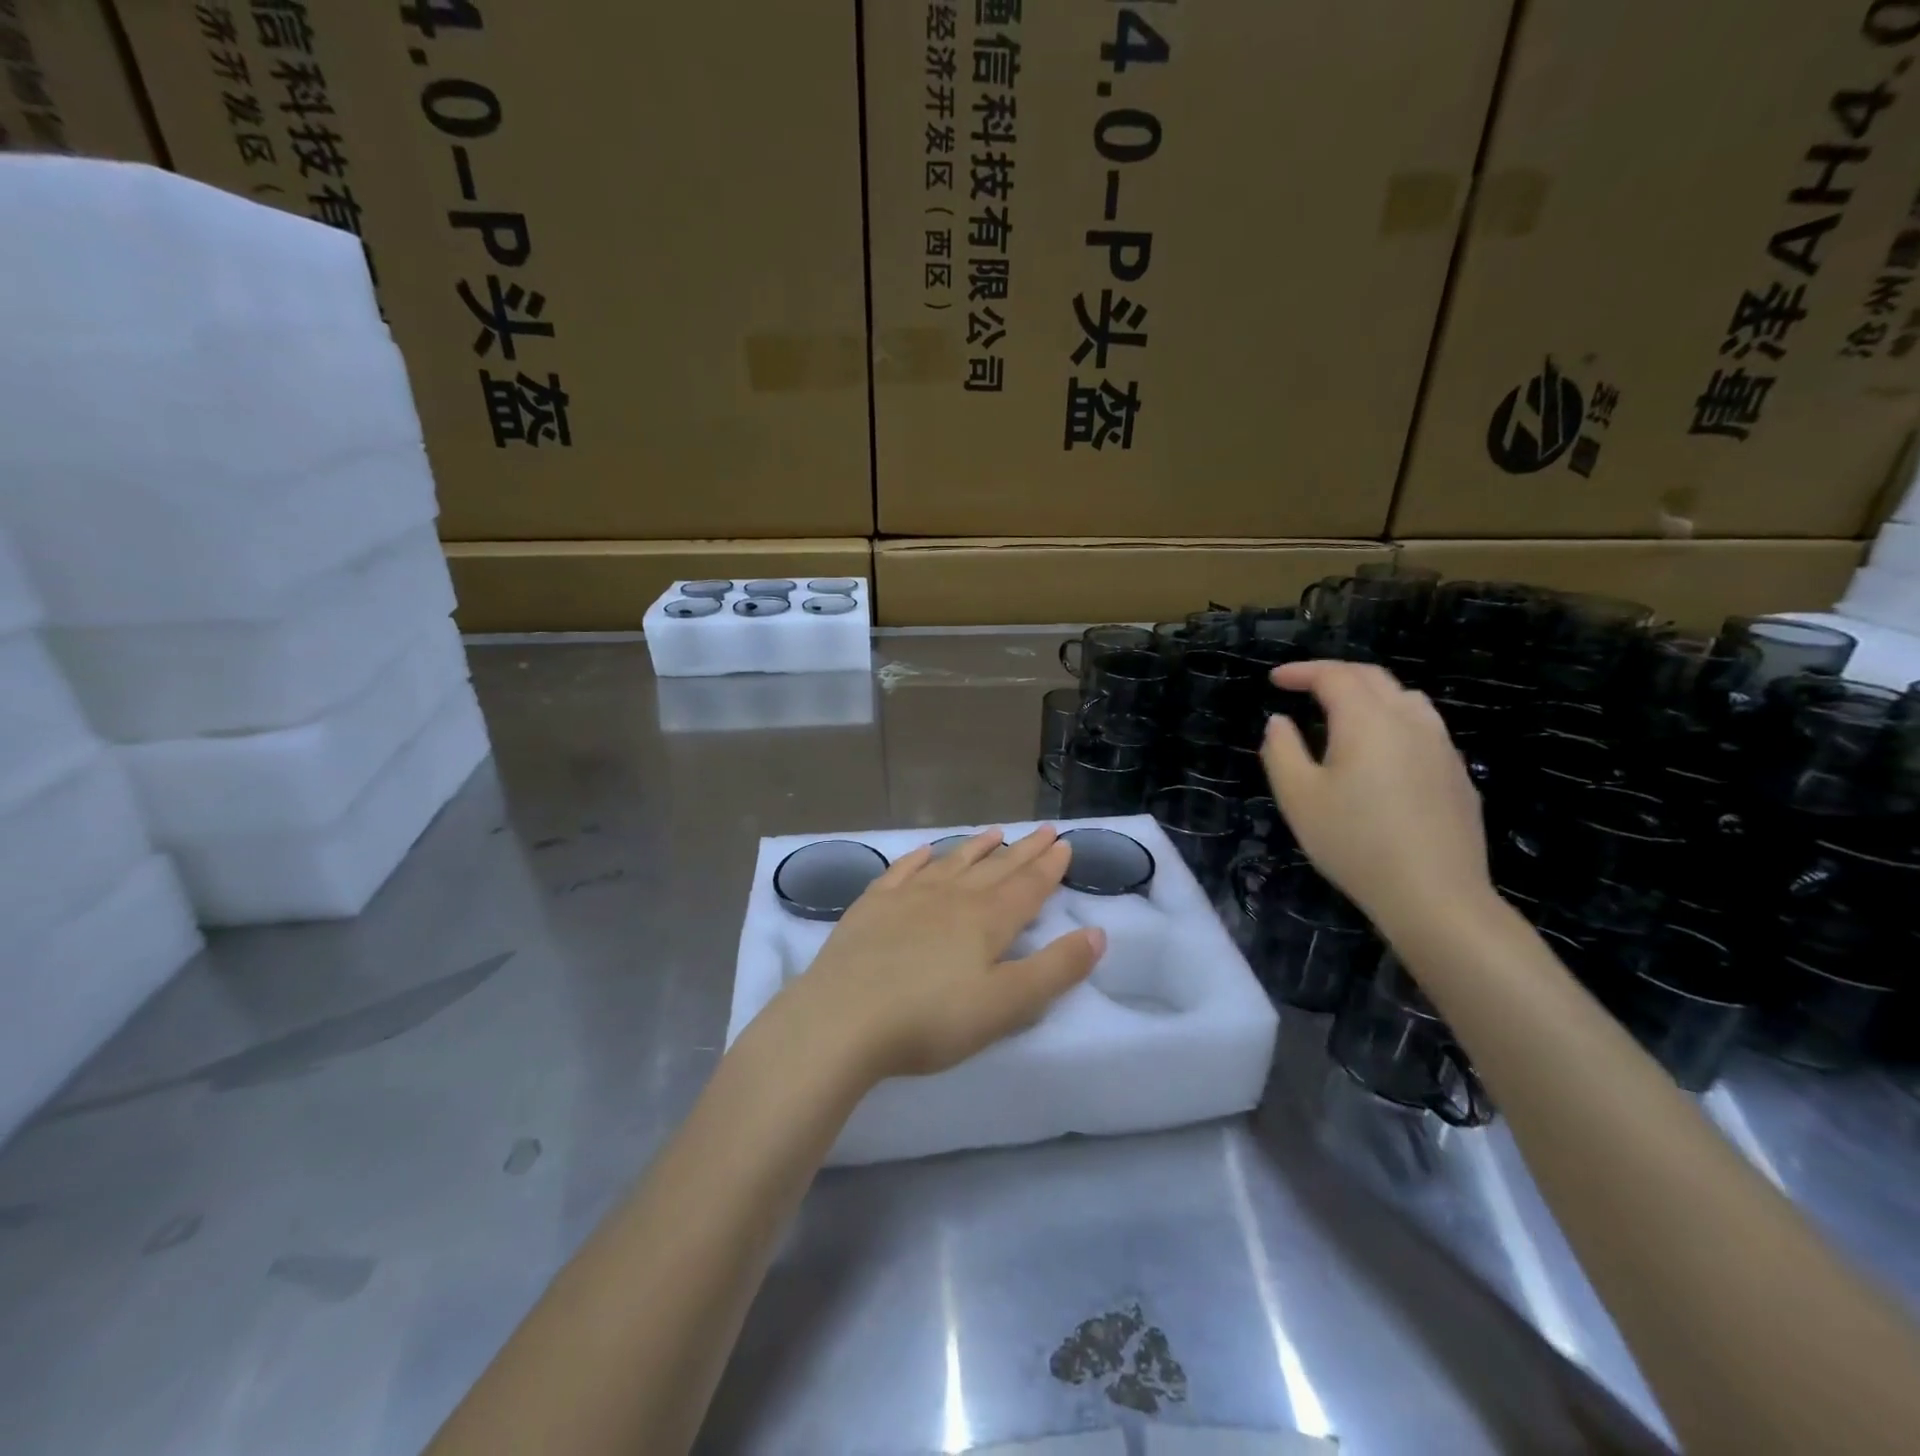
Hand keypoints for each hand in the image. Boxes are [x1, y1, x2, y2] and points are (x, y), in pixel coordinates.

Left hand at [776, 826, 1104, 1083]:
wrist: (843, 1018)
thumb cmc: (932, 1019)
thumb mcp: (1007, 1005)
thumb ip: (1055, 969)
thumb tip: (1098, 934)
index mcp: (987, 920)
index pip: (1028, 886)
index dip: (1049, 867)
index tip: (1064, 844)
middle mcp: (951, 897)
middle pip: (995, 868)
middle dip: (1023, 850)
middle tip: (1043, 830)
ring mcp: (908, 896)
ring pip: (951, 862)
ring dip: (976, 847)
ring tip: (995, 832)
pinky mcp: (871, 906)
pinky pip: (902, 870)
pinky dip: (919, 858)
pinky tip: (926, 850)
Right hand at [1261, 661, 1494, 931]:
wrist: (1434, 894)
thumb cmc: (1354, 841)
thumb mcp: (1298, 796)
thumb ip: (1281, 750)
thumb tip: (1280, 722)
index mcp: (1367, 720)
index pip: (1334, 676)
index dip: (1301, 672)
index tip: (1275, 680)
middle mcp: (1410, 721)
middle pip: (1374, 678)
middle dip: (1335, 674)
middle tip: (1304, 686)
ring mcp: (1441, 747)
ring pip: (1406, 699)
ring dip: (1369, 693)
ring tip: (1344, 712)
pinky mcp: (1457, 775)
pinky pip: (1423, 729)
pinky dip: (1393, 721)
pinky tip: (1382, 753)